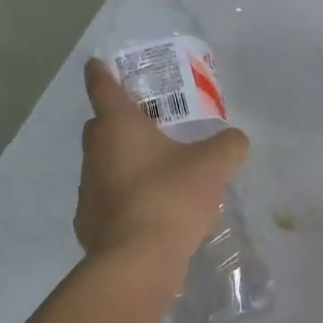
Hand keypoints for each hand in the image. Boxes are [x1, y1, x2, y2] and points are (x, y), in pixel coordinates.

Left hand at [76, 59, 249, 266]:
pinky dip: (124, 198)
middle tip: (149, 125)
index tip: (98, 62)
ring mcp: (87, 190)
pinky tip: (149, 212)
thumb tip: (235, 139)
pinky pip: (107, 199)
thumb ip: (227, 146)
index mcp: (117, 127)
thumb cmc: (171, 197)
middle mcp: (95, 153)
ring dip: (124, 163)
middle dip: (119, 122)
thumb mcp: (212, 166)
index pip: (103, 88)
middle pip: (101, 127)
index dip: (102, 73)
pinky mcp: (88, 223)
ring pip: (103, 165)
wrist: (138, 260)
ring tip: (157, 174)